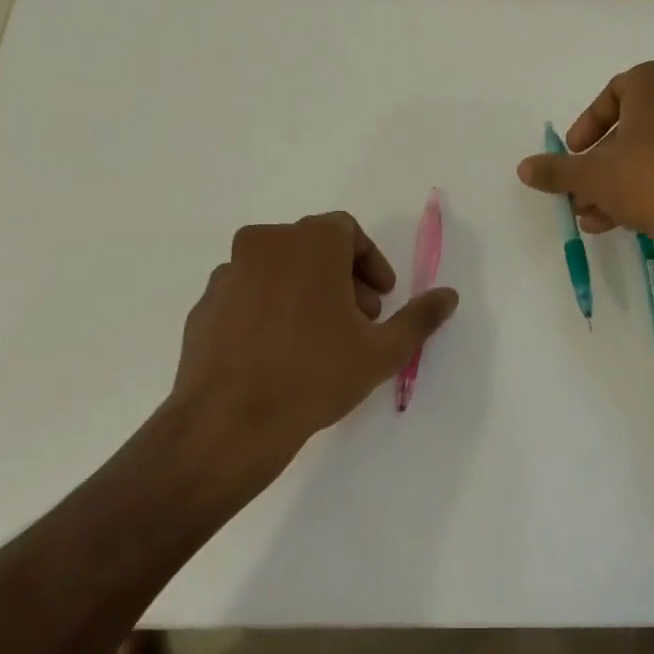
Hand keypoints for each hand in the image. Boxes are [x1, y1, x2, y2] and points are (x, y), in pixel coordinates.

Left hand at [168, 212, 458, 480]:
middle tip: (357, 321)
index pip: (347, 231)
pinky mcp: (204, 304)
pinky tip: (280, 352)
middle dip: (343, 278)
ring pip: (278, 268)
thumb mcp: (382, 350)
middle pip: (313, 246)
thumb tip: (449, 295)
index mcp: (308, 243)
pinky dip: (270, 308)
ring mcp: (227, 273)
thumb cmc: (315, 375)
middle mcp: (264, 244)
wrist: (229, 421)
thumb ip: (420, 317)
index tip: (381, 299)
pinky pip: (248, 293)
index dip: (371, 262)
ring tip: (319, 339)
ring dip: (306, 290)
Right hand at [516, 61, 653, 253]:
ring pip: (649, 152)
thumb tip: (524, 168)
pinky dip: (644, 187)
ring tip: (590, 215)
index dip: (587, 126)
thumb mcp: (591, 176)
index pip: (613, 93)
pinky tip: (616, 222)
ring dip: (615, 182)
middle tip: (578, 190)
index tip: (573, 153)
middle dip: (598, 164)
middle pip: (630, 127)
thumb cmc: (648, 181)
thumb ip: (556, 170)